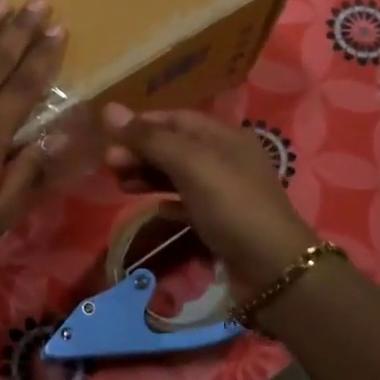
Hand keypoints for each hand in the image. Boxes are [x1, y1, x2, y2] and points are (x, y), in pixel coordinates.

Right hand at [101, 104, 316, 302]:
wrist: (271, 269)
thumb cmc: (231, 206)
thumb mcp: (190, 164)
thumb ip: (149, 139)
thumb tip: (108, 109)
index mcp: (225, 136)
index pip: (176, 118)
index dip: (142, 123)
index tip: (108, 134)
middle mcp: (225, 159)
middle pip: (175, 147)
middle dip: (141, 151)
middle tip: (108, 164)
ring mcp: (224, 193)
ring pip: (178, 176)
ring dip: (148, 176)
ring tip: (119, 184)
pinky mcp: (220, 223)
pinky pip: (186, 205)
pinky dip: (166, 203)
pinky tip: (151, 210)